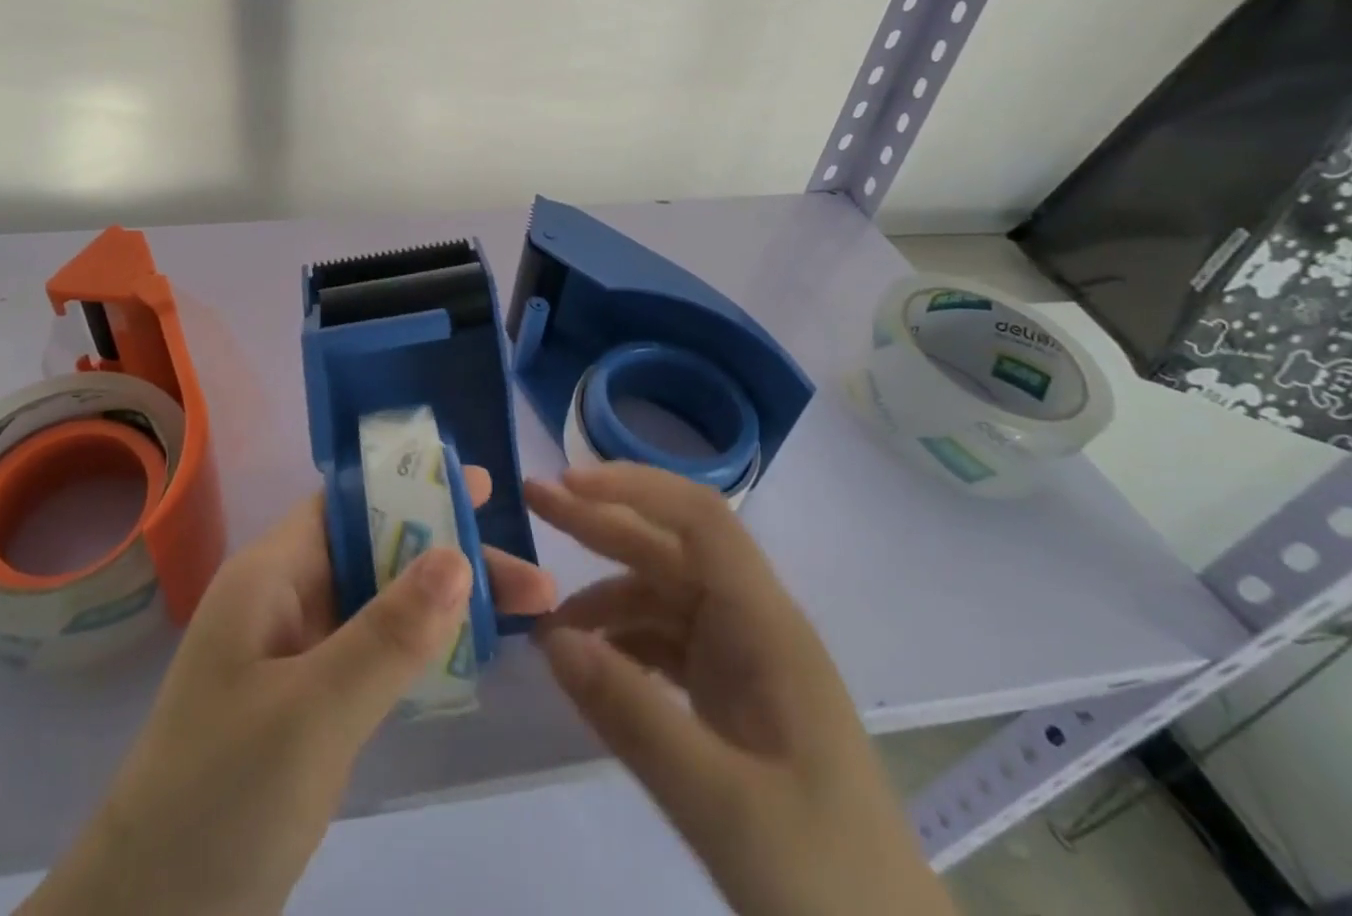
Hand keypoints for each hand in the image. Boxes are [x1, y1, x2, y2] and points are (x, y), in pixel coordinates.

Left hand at [22, 468, 556, 915]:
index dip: (411, 488)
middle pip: (375, 553)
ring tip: (523, 615)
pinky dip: (417, 646)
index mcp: (270, 575)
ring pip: (377, 603)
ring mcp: (289, 655)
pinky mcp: (300, 705)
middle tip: (534, 582)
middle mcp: (280, 600)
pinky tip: (464, 657)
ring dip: (441, 603)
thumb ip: (387, 635)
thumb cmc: (222, 800)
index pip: (347, 504)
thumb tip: (457, 555)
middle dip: (450, 557)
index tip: (483, 493)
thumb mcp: (313, 714)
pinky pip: (368, 652)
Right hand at [528, 464, 955, 915]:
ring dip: (603, 596)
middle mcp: (754, 627)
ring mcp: (744, 663)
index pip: (699, 519)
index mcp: (767, 626)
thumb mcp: (723, 805)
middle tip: (533, 501)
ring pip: (662, 597)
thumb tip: (551, 638)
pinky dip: (620, 643)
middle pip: (670, 549)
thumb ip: (633, 716)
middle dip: (600, 521)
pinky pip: (665, 646)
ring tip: (546, 624)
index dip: (634, 488)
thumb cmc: (824, 878)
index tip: (568, 482)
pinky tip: (588, 665)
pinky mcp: (732, 699)